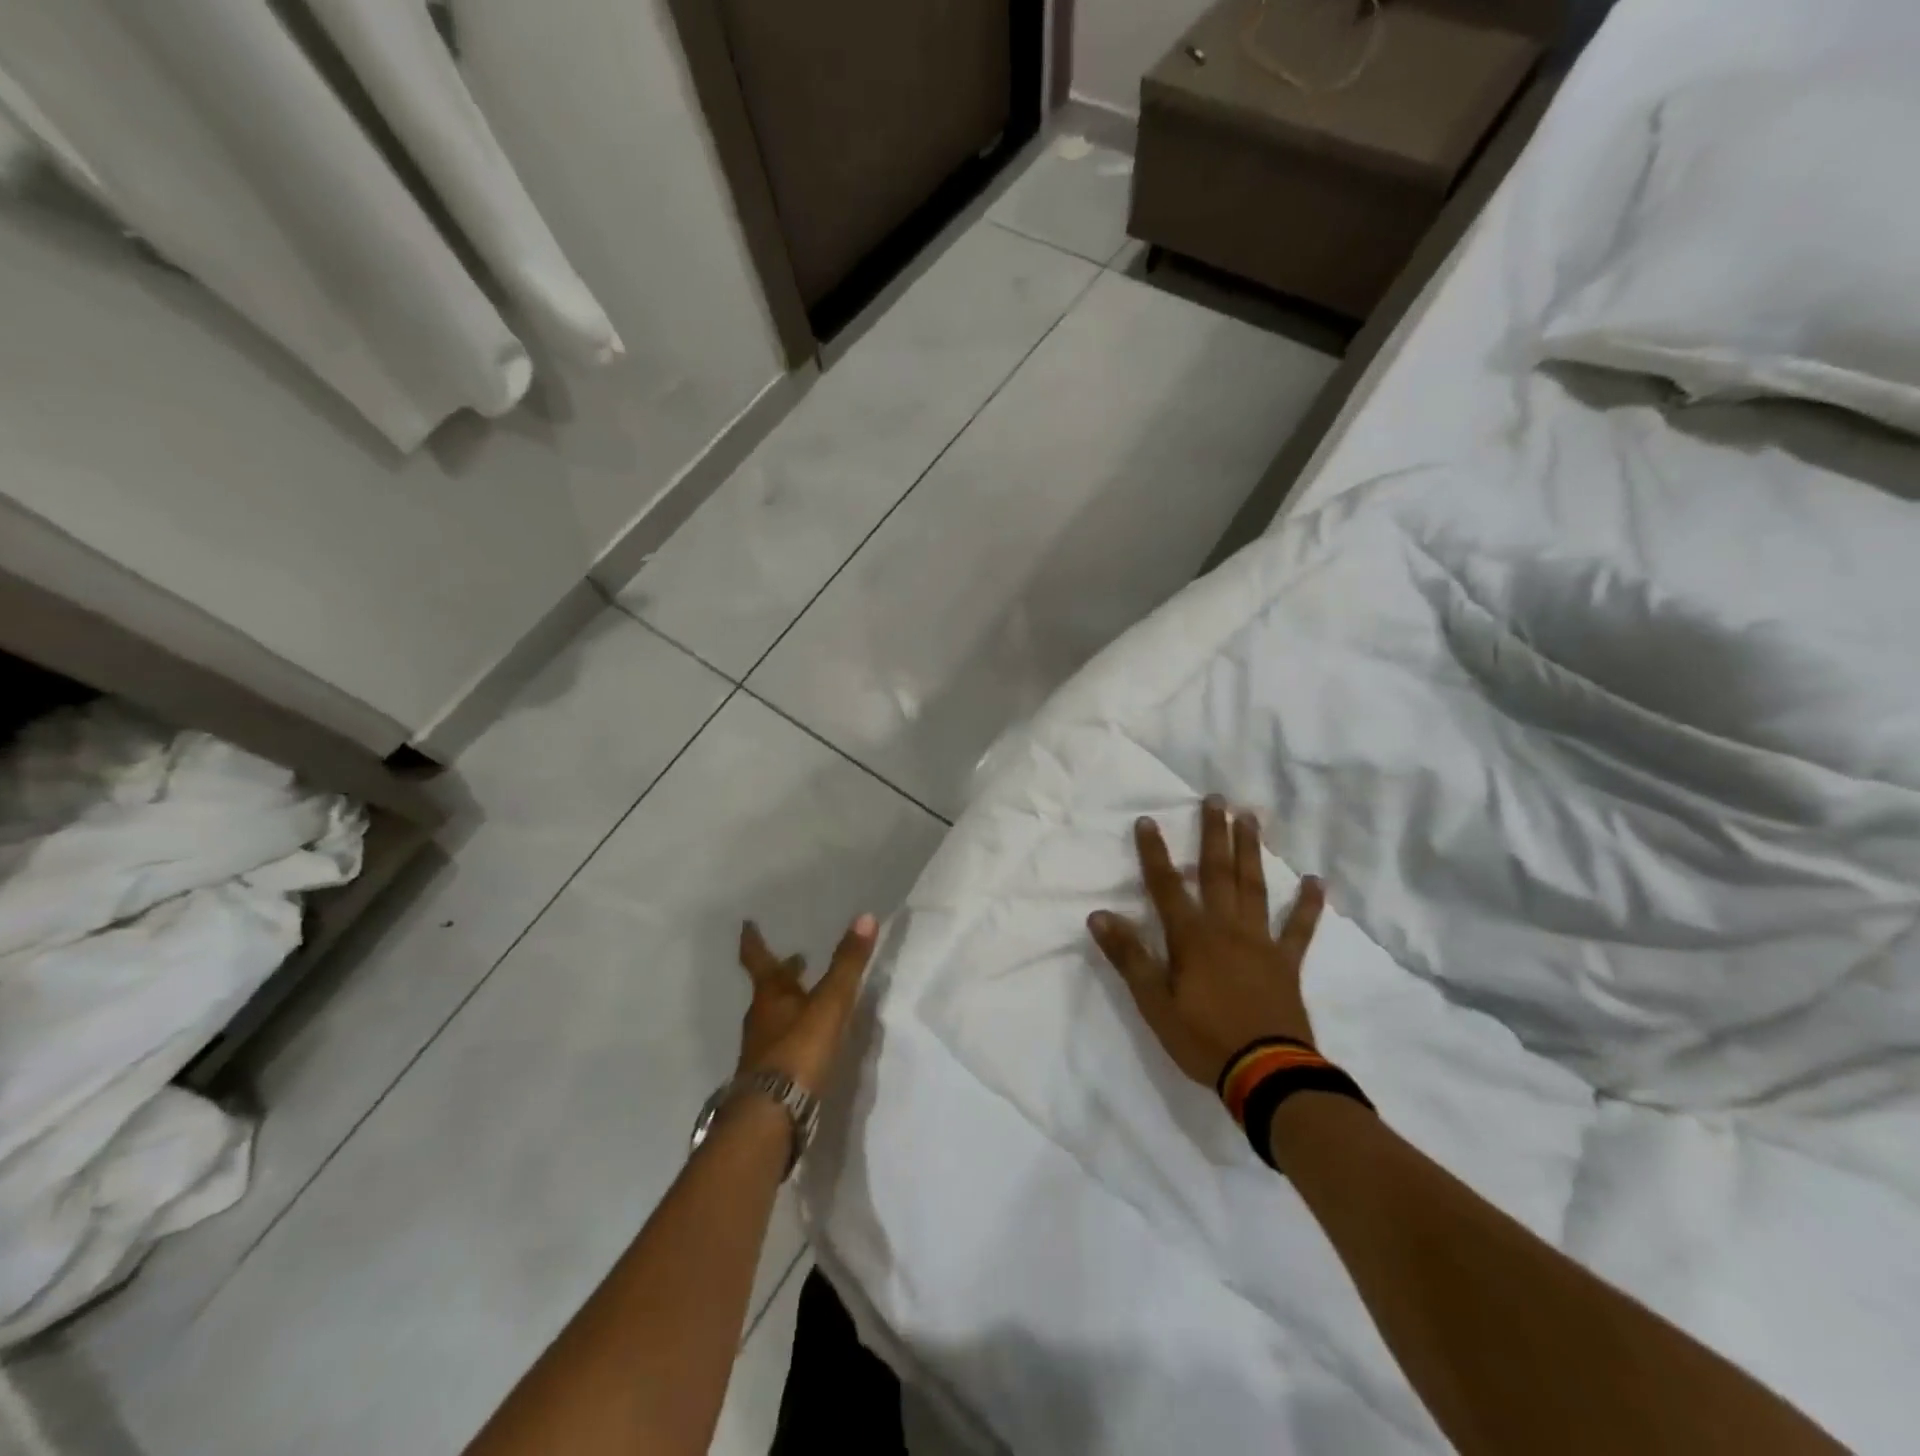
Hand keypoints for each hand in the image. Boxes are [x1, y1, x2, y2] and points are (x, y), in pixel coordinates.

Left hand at [736, 914, 877, 1095]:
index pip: (759, 960)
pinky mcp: (771, 1078)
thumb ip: (847, 964)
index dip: (754, 942)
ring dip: (789, 1003)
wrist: (771, 1117)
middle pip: (769, 990)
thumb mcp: (829, 1004)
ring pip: (775, 1017)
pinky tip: (807, 1041)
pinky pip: (782, 1045)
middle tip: (795, 959)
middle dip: (782, 974)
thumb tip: (864, 917)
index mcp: (770, 997)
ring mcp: (762, 1051)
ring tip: (806, 997)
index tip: (746, 924)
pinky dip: (793, 1033)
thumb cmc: (798, 1051)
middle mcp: (761, 1020)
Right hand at [1087, 797, 1324, 1087]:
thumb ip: (1129, 956)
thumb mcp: (1154, 1003)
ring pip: (1254, 887)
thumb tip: (1099, 915)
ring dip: (1250, 851)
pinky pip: (1298, 928)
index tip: (1148, 820)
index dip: (1154, 853)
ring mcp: (1261, 943)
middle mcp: (1226, 928)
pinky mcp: (1286, 964)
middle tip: (1215, 799)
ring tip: (1250, 818)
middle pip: (1218, 872)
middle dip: (1213, 834)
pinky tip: (1315, 881)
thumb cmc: (1203, 1039)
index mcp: (1192, 937)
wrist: (1267, 1076)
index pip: (1167, 886)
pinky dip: (1307, 904)